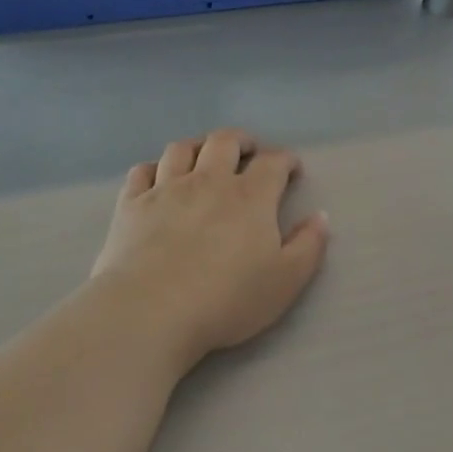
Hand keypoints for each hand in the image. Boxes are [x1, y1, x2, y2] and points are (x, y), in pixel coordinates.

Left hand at [90, 129, 329, 368]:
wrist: (152, 311)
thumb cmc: (227, 299)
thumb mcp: (285, 281)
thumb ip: (308, 246)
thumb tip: (320, 217)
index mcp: (250, 197)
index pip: (273, 163)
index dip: (285, 161)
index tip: (291, 169)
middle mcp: (208, 181)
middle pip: (225, 141)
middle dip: (242, 141)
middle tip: (249, 152)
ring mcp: (165, 189)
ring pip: (181, 149)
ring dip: (198, 147)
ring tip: (204, 157)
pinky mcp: (131, 205)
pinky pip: (142, 171)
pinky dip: (154, 168)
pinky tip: (158, 178)